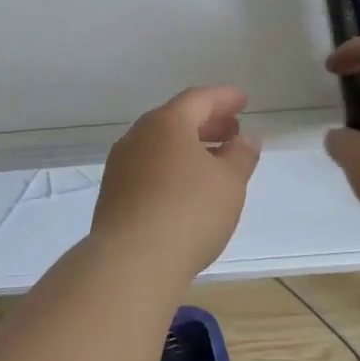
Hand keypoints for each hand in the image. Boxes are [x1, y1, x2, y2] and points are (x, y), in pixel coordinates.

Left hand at [92, 86, 260, 282]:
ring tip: (214, 162)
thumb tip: (245, 139)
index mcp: (166, 123)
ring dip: (189, 147)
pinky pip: (148, 169)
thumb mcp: (229, 182)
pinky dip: (171, 168)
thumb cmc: (189, 212)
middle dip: (207, 122)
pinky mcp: (113, 195)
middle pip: (175, 120)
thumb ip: (241, 156)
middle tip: (232, 131)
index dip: (224, 98)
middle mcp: (137, 137)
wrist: (131, 262)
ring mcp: (121, 166)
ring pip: (159, 145)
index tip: (244, 101)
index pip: (198, 99)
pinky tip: (186, 189)